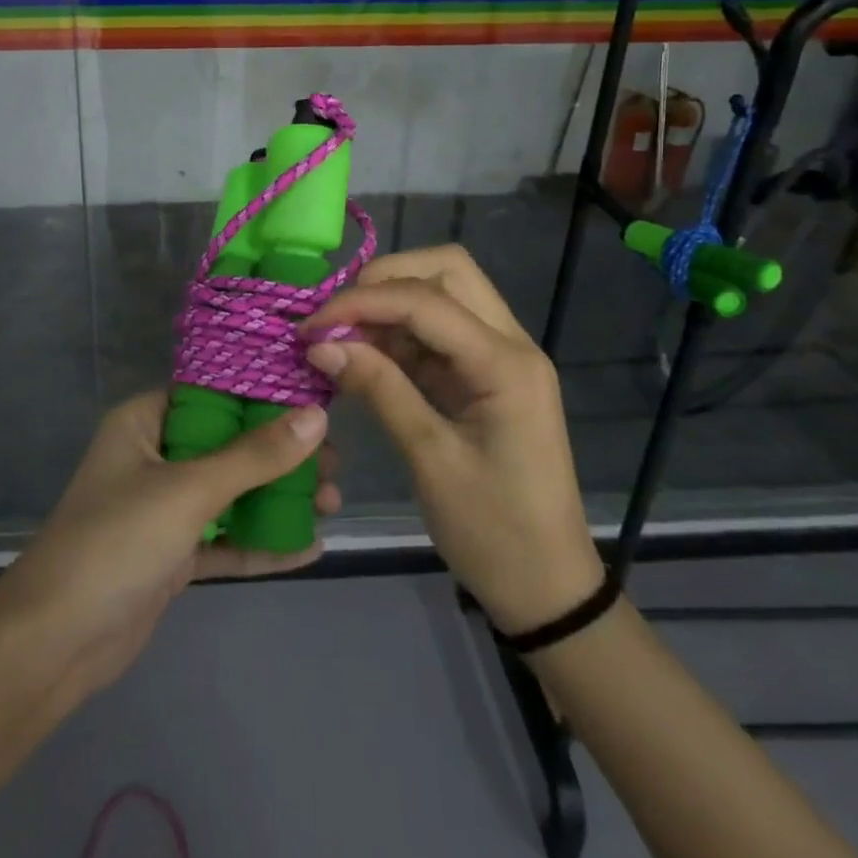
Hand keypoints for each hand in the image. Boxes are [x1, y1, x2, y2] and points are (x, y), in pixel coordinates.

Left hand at [0, 391, 338, 699]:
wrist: (56, 642)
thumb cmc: (117, 541)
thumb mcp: (189, 491)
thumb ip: (254, 456)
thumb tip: (315, 416)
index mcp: (144, 423)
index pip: (212, 394)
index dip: (262, 396)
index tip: (315, 400)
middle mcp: (154, 457)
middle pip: (228, 445)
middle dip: (281, 455)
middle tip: (334, 463)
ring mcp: (162, 509)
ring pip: (230, 493)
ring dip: (277, 498)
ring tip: (333, 501)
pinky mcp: (172, 555)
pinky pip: (225, 539)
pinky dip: (261, 542)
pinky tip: (309, 547)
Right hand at [302, 245, 602, 635]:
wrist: (546, 588)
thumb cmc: (493, 531)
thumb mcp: (430, 459)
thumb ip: (378, 389)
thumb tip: (321, 343)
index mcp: (506, 364)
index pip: (425, 301)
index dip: (361, 302)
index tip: (311, 327)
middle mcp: (510, 344)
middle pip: (447, 270)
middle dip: (385, 279)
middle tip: (337, 315)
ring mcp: (500, 357)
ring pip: (443, 293)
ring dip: (389, 303)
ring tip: (341, 336)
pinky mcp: (484, 375)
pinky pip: (438, 331)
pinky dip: (397, 332)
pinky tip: (363, 354)